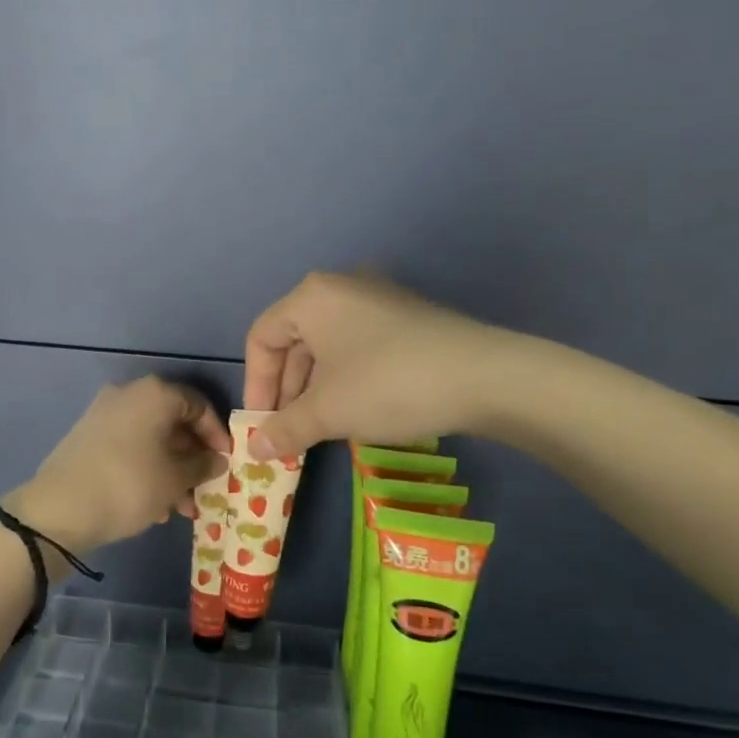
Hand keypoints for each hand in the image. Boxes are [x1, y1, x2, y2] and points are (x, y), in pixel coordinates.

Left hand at [9, 377, 230, 557]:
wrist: (59, 509)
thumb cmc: (129, 485)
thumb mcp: (176, 479)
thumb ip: (203, 465)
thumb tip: (216, 459)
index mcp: (154, 394)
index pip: (199, 404)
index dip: (217, 434)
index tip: (226, 462)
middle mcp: (129, 394)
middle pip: (173, 421)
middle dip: (193, 457)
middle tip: (205, 488)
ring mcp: (104, 414)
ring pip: (151, 438)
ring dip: (171, 469)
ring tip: (181, 507)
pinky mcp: (88, 436)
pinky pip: (130, 447)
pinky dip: (147, 469)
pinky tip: (154, 505)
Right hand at [242, 272, 505, 459]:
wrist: (485, 377)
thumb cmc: (388, 385)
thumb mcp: (328, 411)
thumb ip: (284, 428)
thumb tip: (253, 450)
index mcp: (312, 297)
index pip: (262, 337)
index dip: (255, 385)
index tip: (262, 426)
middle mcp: (341, 288)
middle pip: (294, 340)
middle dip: (286, 390)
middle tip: (288, 432)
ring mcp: (378, 299)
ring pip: (327, 345)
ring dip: (315, 388)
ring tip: (319, 428)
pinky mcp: (406, 318)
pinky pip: (358, 345)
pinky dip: (345, 378)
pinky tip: (355, 410)